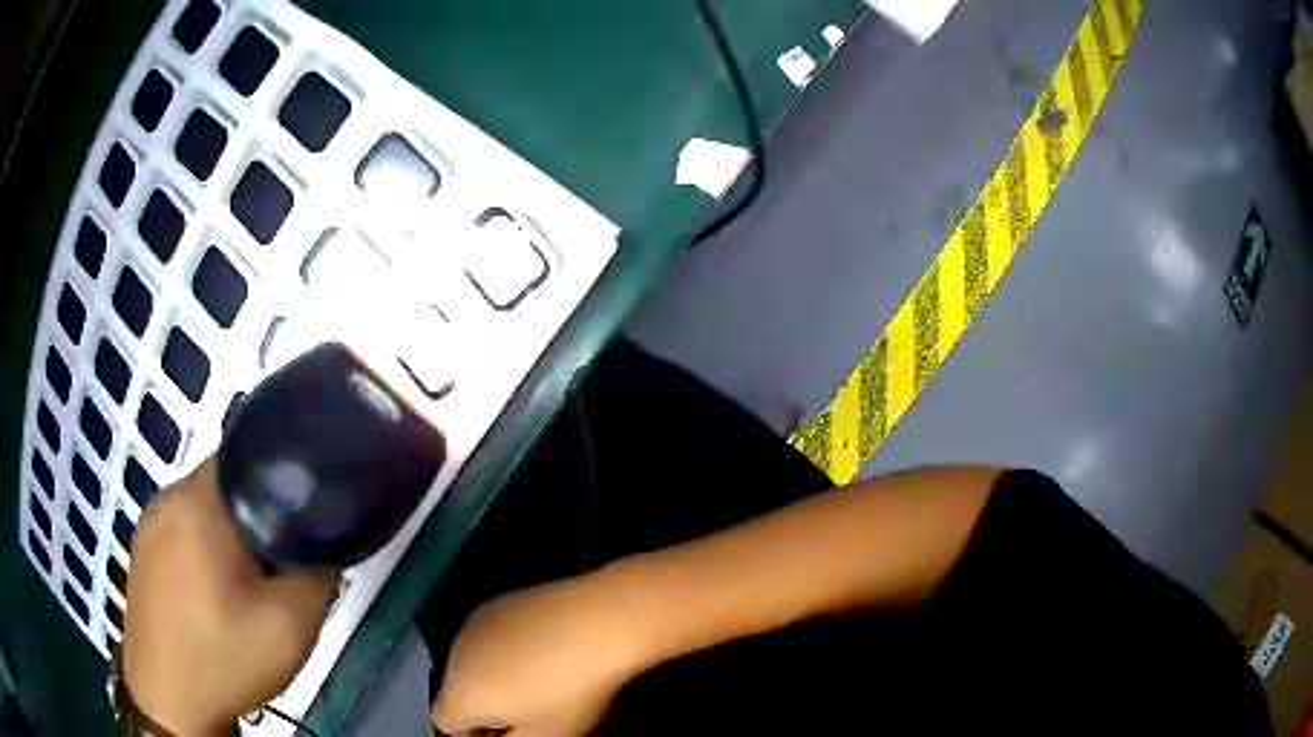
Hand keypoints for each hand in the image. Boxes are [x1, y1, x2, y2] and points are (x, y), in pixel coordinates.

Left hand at [122, 458, 337, 735]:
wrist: (168, 702)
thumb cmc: (224, 659)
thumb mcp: (290, 626)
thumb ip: (318, 575)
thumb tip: (323, 549)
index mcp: (198, 501)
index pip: (247, 455)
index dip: (281, 479)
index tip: (302, 519)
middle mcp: (167, 498)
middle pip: (225, 484)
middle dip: (258, 513)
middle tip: (280, 563)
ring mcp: (149, 524)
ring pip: (203, 509)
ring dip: (231, 533)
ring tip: (251, 581)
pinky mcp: (142, 551)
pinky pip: (183, 531)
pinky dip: (206, 548)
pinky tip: (216, 592)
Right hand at [431, 566, 654, 736]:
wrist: (598, 622)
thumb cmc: (570, 691)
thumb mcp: (546, 736)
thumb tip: (499, 736)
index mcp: (460, 694)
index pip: (444, 722)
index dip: (471, 735)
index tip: (506, 733)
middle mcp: (454, 656)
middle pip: (457, 691)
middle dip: (484, 705)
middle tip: (528, 709)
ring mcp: (473, 624)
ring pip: (472, 662)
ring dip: (492, 675)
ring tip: (538, 677)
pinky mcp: (496, 602)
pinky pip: (489, 637)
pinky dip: (505, 648)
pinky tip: (543, 647)